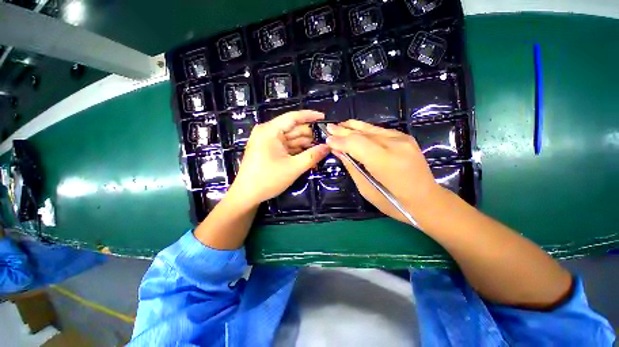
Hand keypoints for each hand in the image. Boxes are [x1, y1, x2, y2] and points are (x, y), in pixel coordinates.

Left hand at [228, 110, 329, 206]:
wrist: (247, 195)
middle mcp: (268, 132)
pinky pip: (286, 146)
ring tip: (320, 149)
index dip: (310, 116)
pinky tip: (309, 154)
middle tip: (326, 141)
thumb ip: (312, 156)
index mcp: (270, 131)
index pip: (293, 117)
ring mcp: (267, 141)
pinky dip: (297, 150)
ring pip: (291, 138)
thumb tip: (328, 147)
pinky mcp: (268, 149)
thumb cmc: (268, 179)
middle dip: (310, 135)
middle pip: (293, 128)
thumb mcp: (294, 168)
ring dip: (305, 144)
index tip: (324, 118)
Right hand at [325, 120, 439, 224]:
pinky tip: (355, 129)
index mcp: (385, 161)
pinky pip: (379, 131)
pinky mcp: (406, 138)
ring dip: (353, 127)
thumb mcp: (366, 189)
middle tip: (329, 127)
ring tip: (340, 125)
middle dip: (343, 130)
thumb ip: (352, 167)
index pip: (356, 143)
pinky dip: (365, 130)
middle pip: (362, 133)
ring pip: (371, 128)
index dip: (340, 140)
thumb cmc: (394, 203)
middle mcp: (395, 145)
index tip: (327, 139)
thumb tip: (338, 152)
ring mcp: (402, 139)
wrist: (427, 200)